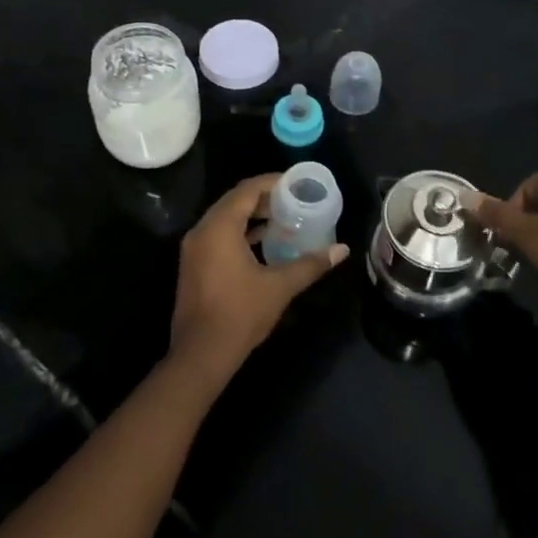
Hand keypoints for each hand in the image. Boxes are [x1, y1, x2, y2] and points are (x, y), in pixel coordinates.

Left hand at [170, 173, 346, 386]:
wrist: (200, 355)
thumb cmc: (240, 314)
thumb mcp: (280, 287)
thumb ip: (310, 264)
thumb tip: (342, 250)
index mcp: (219, 228)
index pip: (247, 190)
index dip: (272, 182)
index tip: (297, 183)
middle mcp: (202, 231)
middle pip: (235, 201)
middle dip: (264, 198)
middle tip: (294, 199)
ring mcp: (195, 248)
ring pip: (226, 218)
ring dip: (252, 215)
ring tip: (284, 217)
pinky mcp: (194, 264)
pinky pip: (219, 234)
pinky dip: (240, 231)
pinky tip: (264, 241)